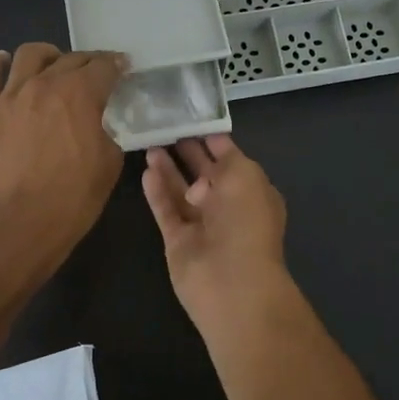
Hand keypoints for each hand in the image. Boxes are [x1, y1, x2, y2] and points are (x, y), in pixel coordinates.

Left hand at [0, 43, 126, 279]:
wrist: (19, 225)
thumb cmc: (72, 198)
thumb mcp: (109, 163)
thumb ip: (108, 131)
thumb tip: (101, 122)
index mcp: (80, 94)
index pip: (104, 67)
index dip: (117, 66)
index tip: (123, 69)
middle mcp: (44, 84)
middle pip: (71, 58)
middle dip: (89, 62)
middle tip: (96, 74)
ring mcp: (9, 95)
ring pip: (29, 55)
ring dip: (48, 56)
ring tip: (53, 67)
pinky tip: (4, 64)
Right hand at [141, 134, 290, 336]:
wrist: (232, 281)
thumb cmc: (246, 221)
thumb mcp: (245, 176)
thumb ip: (226, 159)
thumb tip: (207, 157)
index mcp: (252, 191)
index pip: (230, 159)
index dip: (213, 140)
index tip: (191, 117)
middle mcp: (228, 207)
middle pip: (204, 174)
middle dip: (188, 152)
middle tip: (165, 128)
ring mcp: (202, 225)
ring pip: (181, 191)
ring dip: (168, 170)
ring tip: (150, 145)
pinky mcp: (178, 241)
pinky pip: (166, 211)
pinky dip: (157, 192)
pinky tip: (146, 172)